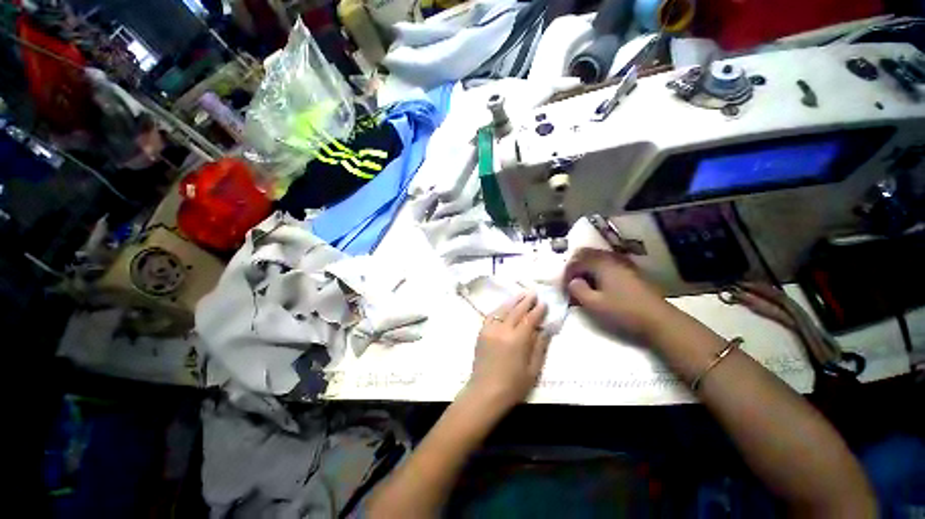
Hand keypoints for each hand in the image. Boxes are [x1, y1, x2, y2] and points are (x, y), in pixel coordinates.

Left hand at [467, 293, 549, 409]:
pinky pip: (491, 315)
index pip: (530, 319)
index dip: (538, 310)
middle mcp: (503, 330)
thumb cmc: (513, 385)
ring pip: (503, 309)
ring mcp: (490, 329)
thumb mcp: (533, 369)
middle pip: (516, 310)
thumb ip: (540, 347)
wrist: (485, 392)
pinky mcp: (482, 332)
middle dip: (526, 301)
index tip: (544, 303)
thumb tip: (546, 329)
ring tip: (521, 294)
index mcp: (518, 339)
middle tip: (534, 293)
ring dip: (513, 301)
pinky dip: (499, 308)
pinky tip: (504, 306)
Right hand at [563, 248, 675, 340]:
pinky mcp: (631, 271)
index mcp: (601, 264)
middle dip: (576, 265)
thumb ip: (578, 290)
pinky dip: (598, 270)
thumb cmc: (623, 311)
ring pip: (598, 258)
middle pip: (587, 254)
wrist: (659, 320)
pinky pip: (608, 263)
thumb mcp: (594, 304)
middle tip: (571, 281)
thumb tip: (572, 282)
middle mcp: (612, 259)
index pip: (577, 261)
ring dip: (587, 267)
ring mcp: (623, 264)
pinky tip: (599, 284)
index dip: (567, 272)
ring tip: (583, 282)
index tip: (564, 286)